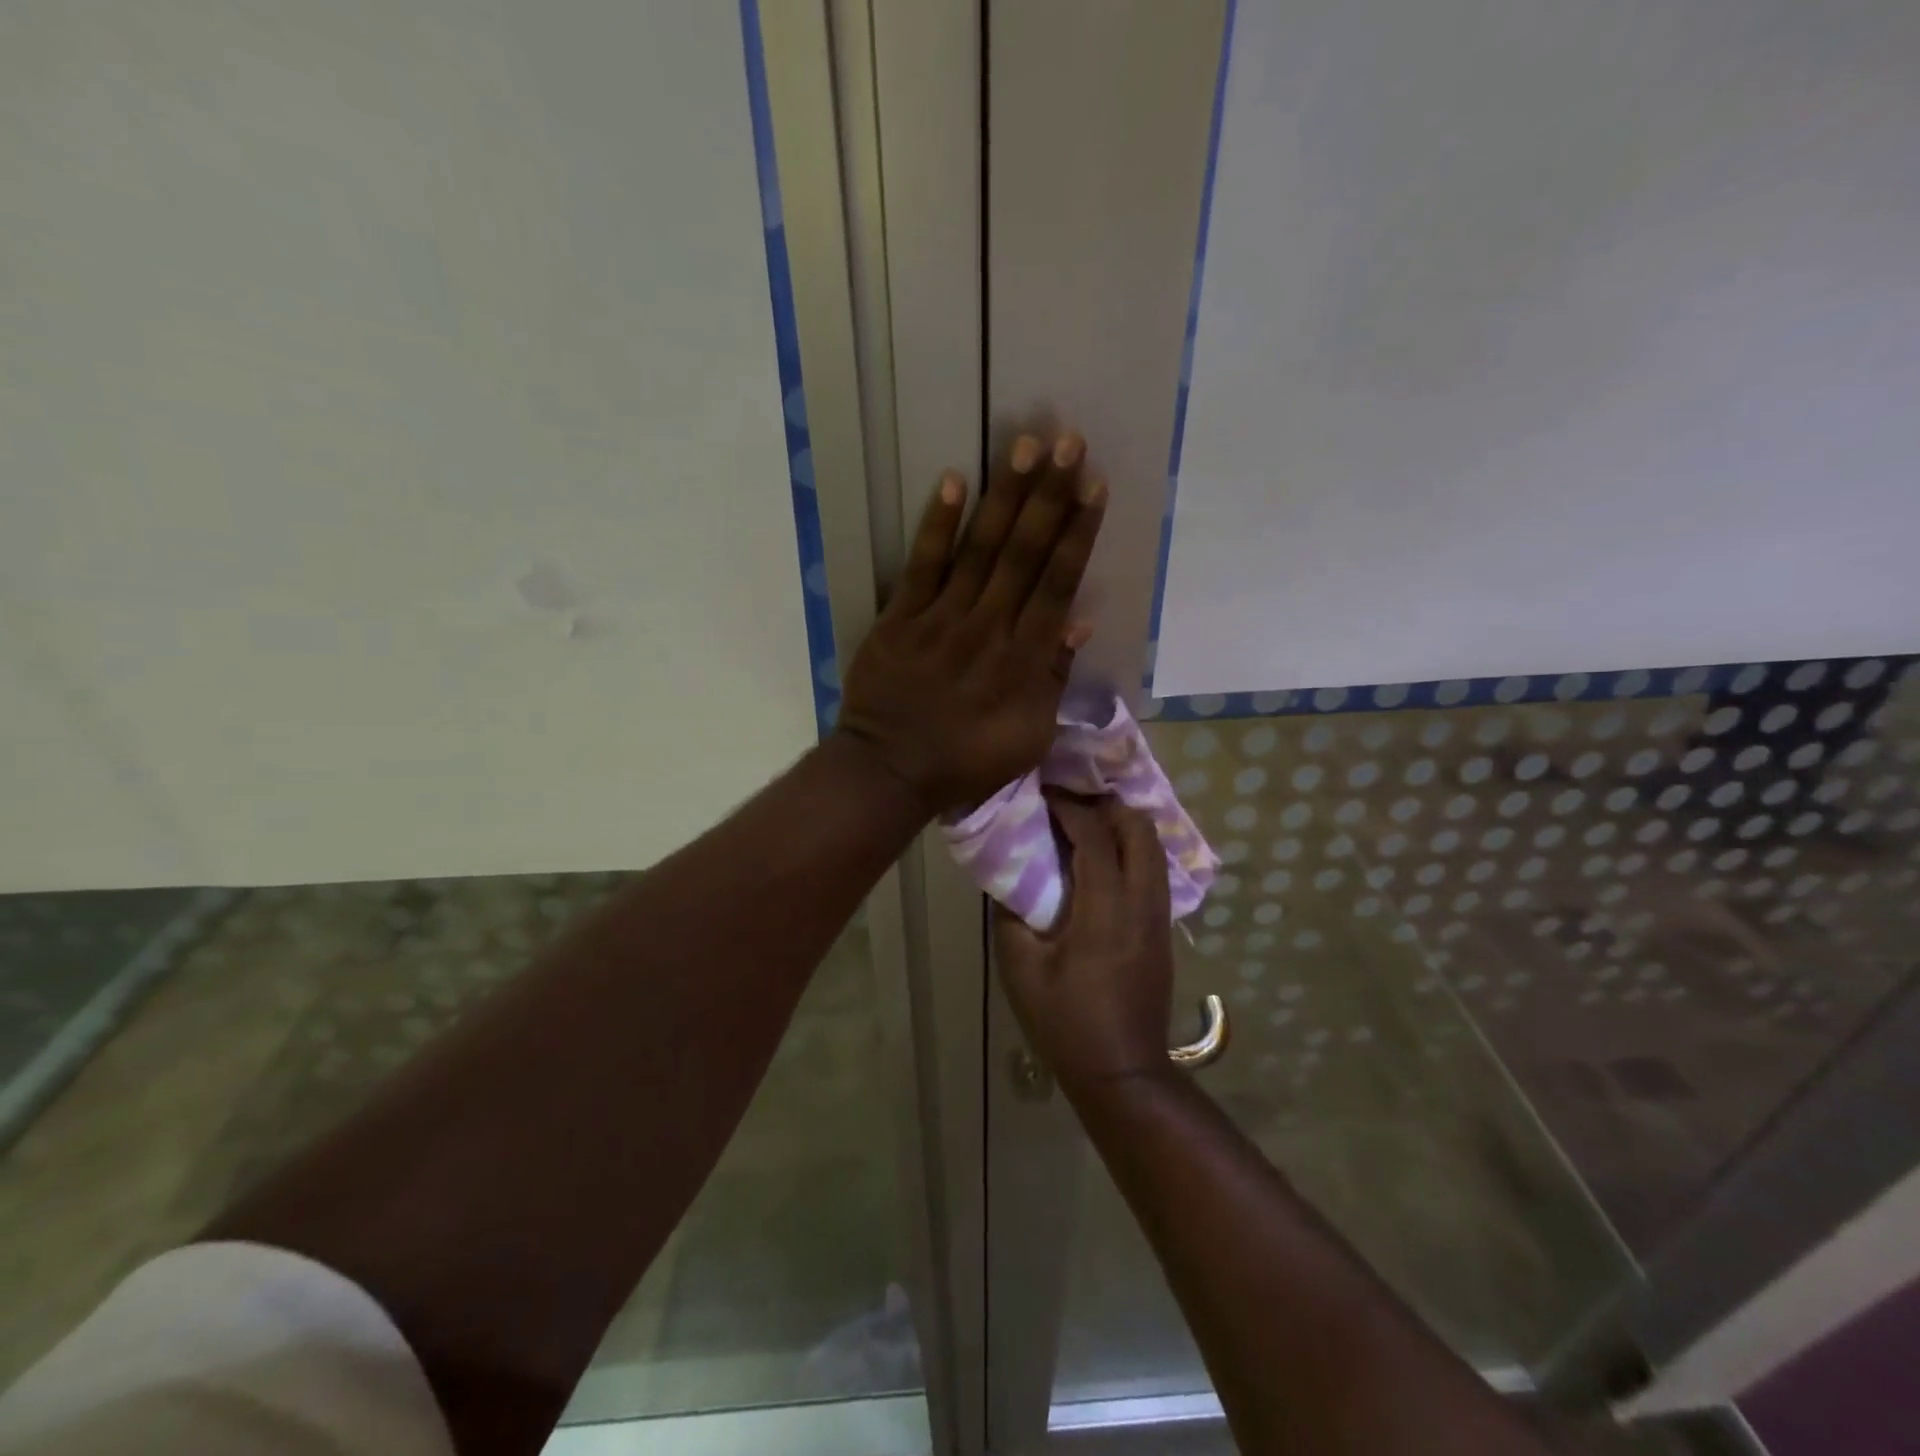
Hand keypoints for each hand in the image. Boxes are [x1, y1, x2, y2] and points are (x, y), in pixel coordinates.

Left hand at [838, 434, 1106, 813]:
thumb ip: (1053, 678)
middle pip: (1024, 554)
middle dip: (1050, 496)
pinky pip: (922, 566)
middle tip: (1069, 441)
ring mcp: (942, 619)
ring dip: (1005, 497)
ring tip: (1026, 445)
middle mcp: (989, 628)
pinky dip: (937, 526)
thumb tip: (1079, 621)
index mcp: (1024, 659)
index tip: (1094, 486)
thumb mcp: (1028, 736)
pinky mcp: (900, 619)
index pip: (1058, 584)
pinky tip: (952, 482)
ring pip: (980, 549)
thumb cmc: (966, 760)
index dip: (1078, 533)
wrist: (891, 770)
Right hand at [995, 791, 1174, 1087]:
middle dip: (1107, 805)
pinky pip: (1154, 870)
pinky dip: (1133, 849)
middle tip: (1071, 800)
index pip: (1095, 836)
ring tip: (1087, 821)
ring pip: (1154, 848)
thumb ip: (1011, 914)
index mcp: (1106, 909)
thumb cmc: (1066, 1022)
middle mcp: (1142, 903)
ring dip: (1124, 825)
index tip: (1045, 792)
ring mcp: (1160, 917)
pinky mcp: (1163, 931)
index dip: (1070, 807)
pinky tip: (1104, 858)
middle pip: (1140, 830)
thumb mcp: (1021, 968)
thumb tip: (1010, 877)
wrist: (1123, 1071)